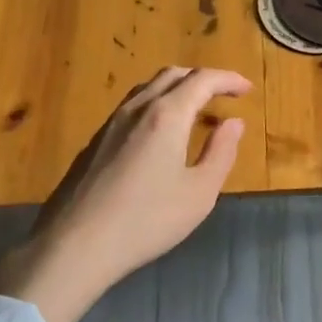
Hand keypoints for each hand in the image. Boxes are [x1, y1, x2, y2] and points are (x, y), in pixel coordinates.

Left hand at [0, 66, 250, 321]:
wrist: (74, 245)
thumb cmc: (146, 221)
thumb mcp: (199, 193)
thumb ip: (220, 153)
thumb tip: (233, 123)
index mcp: (167, 114)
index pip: (202, 80)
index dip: (228, 79)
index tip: (247, 89)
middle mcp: (138, 108)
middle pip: (173, 75)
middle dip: (203, 78)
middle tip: (225, 94)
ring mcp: (111, 123)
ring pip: (149, 88)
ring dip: (177, 89)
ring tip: (196, 109)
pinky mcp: (95, 141)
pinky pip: (132, 106)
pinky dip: (157, 104)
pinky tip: (160, 133)